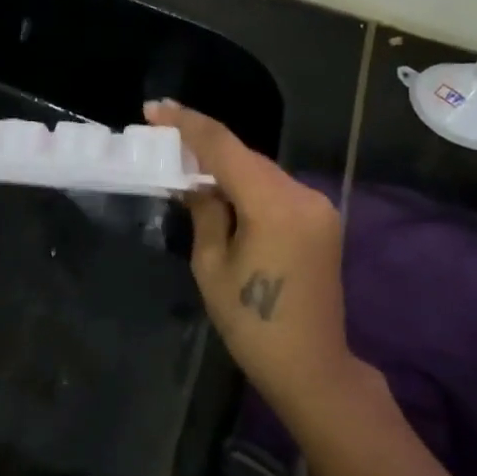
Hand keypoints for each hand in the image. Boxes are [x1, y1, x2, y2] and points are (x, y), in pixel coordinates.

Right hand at [146, 100, 353, 411]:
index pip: (225, 147)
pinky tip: (222, 191)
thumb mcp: (212, 265)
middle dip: (205, 145)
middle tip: (164, 139)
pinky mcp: (322, 220)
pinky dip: (247, 185)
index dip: (187, 123)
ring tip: (187, 165)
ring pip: (261, 171)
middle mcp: (302, 194)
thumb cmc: (252, 324)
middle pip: (246, 156)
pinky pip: (276, 189)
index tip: (154, 109)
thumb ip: (204, 211)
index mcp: (274, 205)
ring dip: (227, 166)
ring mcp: (318, 206)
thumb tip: (195, 180)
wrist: (312, 367)